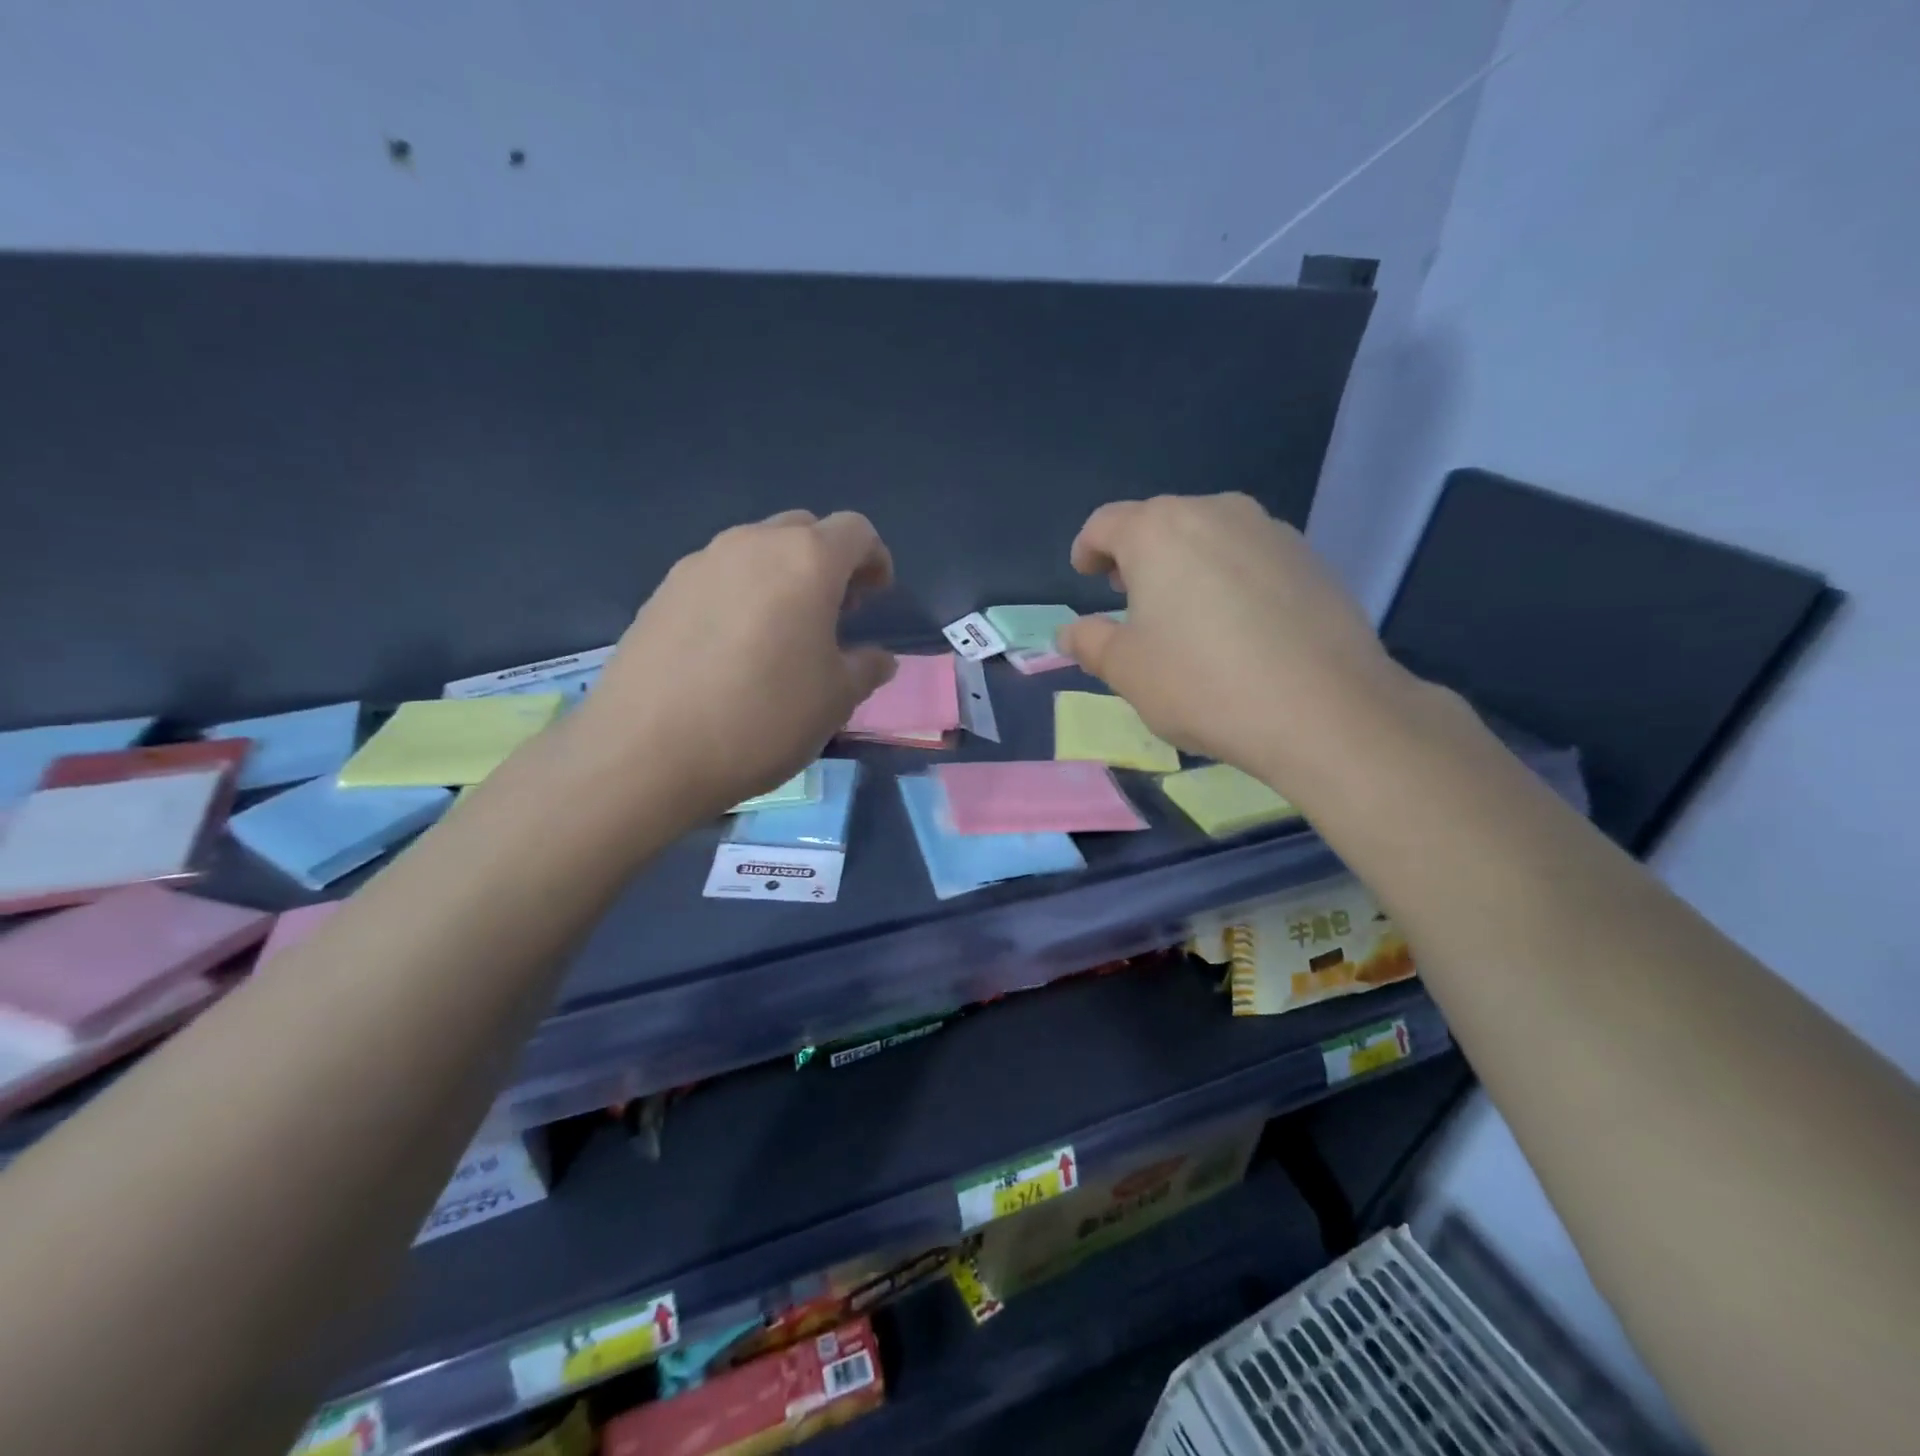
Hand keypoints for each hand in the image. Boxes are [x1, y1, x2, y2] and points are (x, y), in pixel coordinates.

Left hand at [575, 510, 895, 815]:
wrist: (647, 751)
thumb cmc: (763, 718)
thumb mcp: (835, 700)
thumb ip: (865, 668)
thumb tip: (878, 659)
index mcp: (805, 560)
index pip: (854, 531)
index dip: (874, 559)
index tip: (876, 597)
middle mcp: (751, 545)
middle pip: (803, 530)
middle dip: (828, 563)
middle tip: (834, 614)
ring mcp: (699, 564)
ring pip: (756, 552)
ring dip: (782, 578)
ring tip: (783, 634)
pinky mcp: (661, 592)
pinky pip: (718, 578)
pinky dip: (740, 596)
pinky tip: (734, 649)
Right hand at [1058, 494, 1411, 781]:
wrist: (1323, 709)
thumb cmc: (1203, 683)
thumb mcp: (1127, 670)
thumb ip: (1090, 642)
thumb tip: (1070, 633)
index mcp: (1158, 531)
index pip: (1106, 523)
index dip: (1087, 548)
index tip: (1084, 574)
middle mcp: (1214, 512)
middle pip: (1160, 523)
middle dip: (1137, 555)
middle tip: (1129, 596)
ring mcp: (1270, 531)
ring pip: (1210, 536)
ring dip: (1185, 563)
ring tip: (1184, 611)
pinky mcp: (1310, 558)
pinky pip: (1251, 556)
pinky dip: (1229, 577)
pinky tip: (1236, 624)